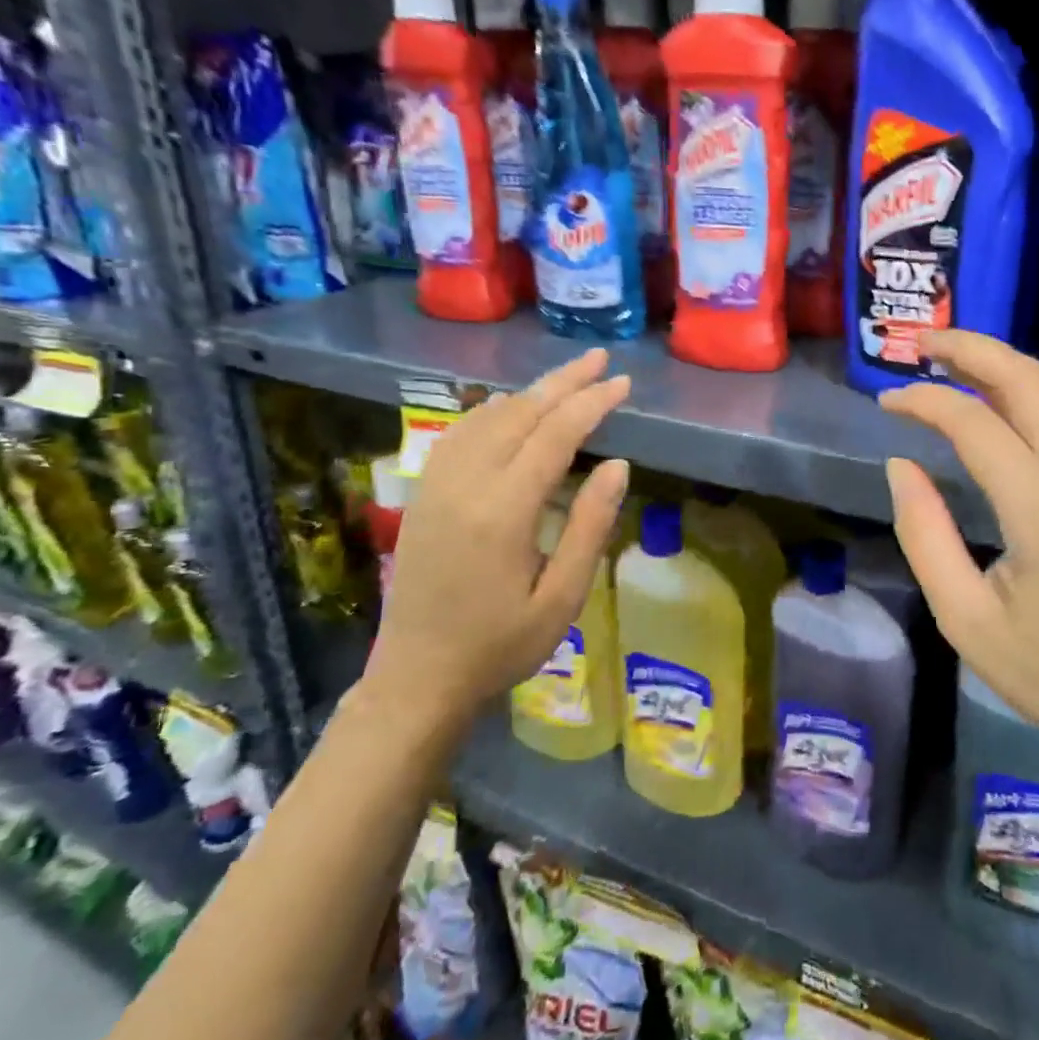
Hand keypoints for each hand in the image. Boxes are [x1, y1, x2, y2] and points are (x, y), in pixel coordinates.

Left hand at [360, 349, 631, 744]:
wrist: (417, 679)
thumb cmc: (500, 645)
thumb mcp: (562, 597)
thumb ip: (590, 525)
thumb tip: (618, 465)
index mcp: (503, 511)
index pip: (554, 435)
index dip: (591, 403)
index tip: (621, 383)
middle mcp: (465, 485)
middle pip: (519, 413)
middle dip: (563, 382)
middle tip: (600, 360)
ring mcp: (437, 486)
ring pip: (486, 417)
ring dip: (530, 393)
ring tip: (567, 380)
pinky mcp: (424, 495)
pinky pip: (460, 434)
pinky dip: (493, 411)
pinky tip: (510, 410)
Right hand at [879, 331, 1038, 771]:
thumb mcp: (965, 618)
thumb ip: (925, 534)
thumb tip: (902, 466)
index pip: (974, 421)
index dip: (923, 401)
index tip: (885, 402)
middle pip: (1026, 378)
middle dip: (970, 348)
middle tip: (919, 340)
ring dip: (994, 369)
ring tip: (942, 366)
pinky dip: (1017, 401)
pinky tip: (985, 411)